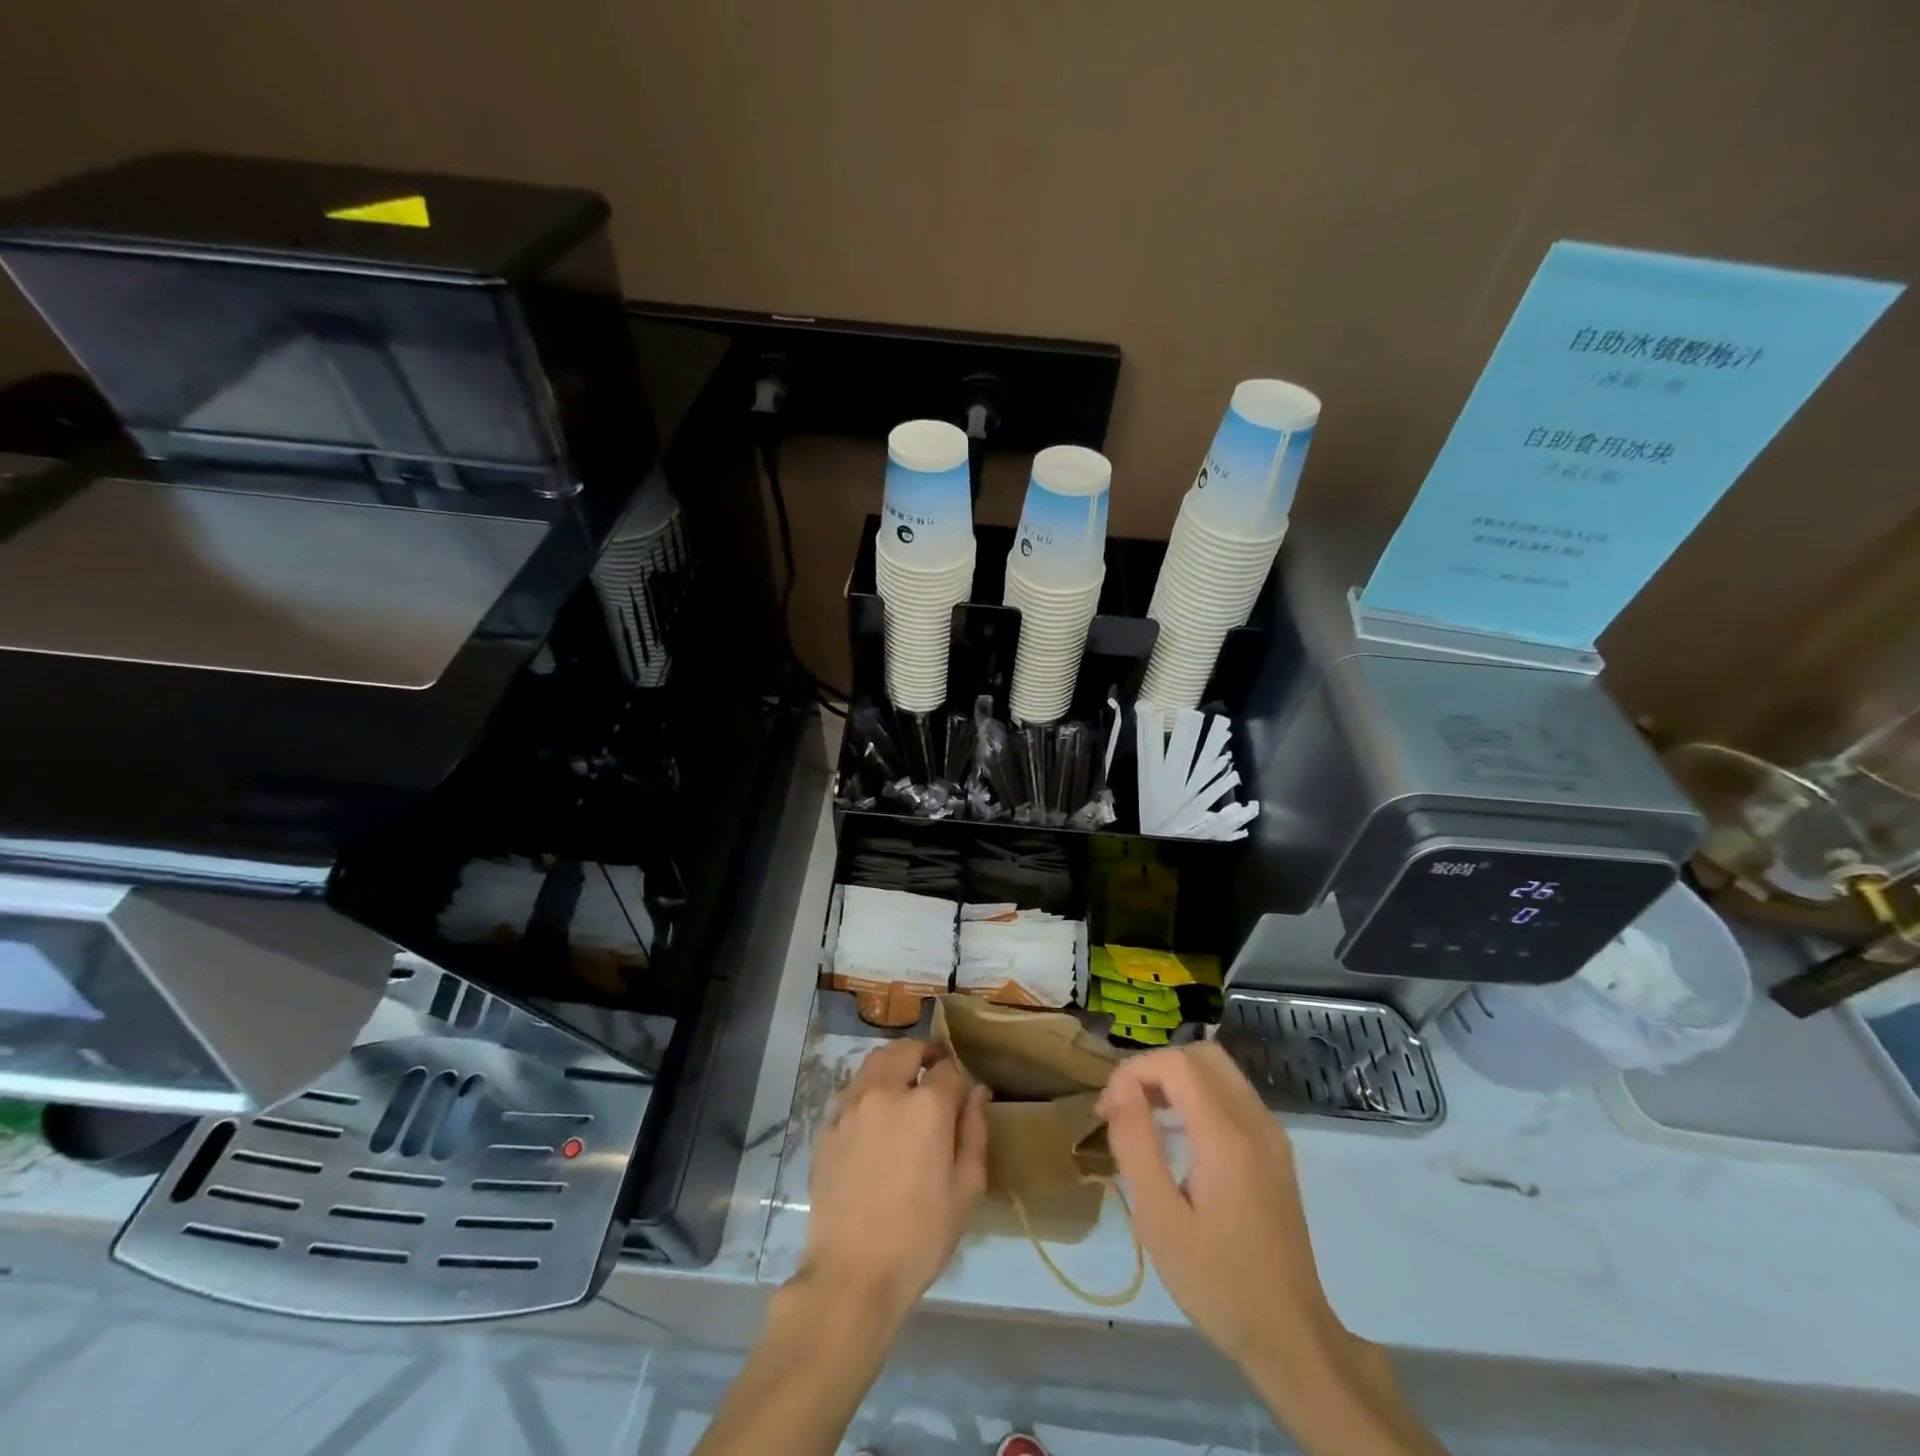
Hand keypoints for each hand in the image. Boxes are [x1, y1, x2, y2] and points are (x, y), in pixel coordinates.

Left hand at [799, 1038, 988, 1326]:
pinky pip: (851, 1092)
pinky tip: (873, 1121)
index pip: (947, 1068)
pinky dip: (867, 1092)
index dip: (956, 1076)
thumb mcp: (965, 1189)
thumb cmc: (919, 1236)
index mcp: (926, 1105)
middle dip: (923, 1055)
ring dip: (893, 1066)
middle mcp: (886, 1092)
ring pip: (873, 1063)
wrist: (851, 1275)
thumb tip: (977, 1093)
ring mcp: (851, 1106)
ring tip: (902, 1089)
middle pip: (905, 1050)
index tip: (960, 1092)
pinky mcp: (826, 1126)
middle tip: (932, 1074)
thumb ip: (974, 1132)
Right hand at [1096, 1041, 1348, 1371]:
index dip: (1133, 1072)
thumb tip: (1120, 1090)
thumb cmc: (1217, 1282)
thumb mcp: (1160, 1219)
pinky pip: (1233, 1095)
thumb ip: (1137, 1144)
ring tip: (1144, 1116)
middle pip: (1200, 1054)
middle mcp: (1255, 1122)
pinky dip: (1199, 1095)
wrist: (1291, 1338)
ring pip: (1219, 1070)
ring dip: (1177, 1078)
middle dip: (1155, 1068)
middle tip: (1125, 1106)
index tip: (1107, 1110)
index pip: (1175, 1063)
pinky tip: (1179, 1135)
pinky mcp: (1276, 1151)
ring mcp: (1272, 1135)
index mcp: (1226, 1136)